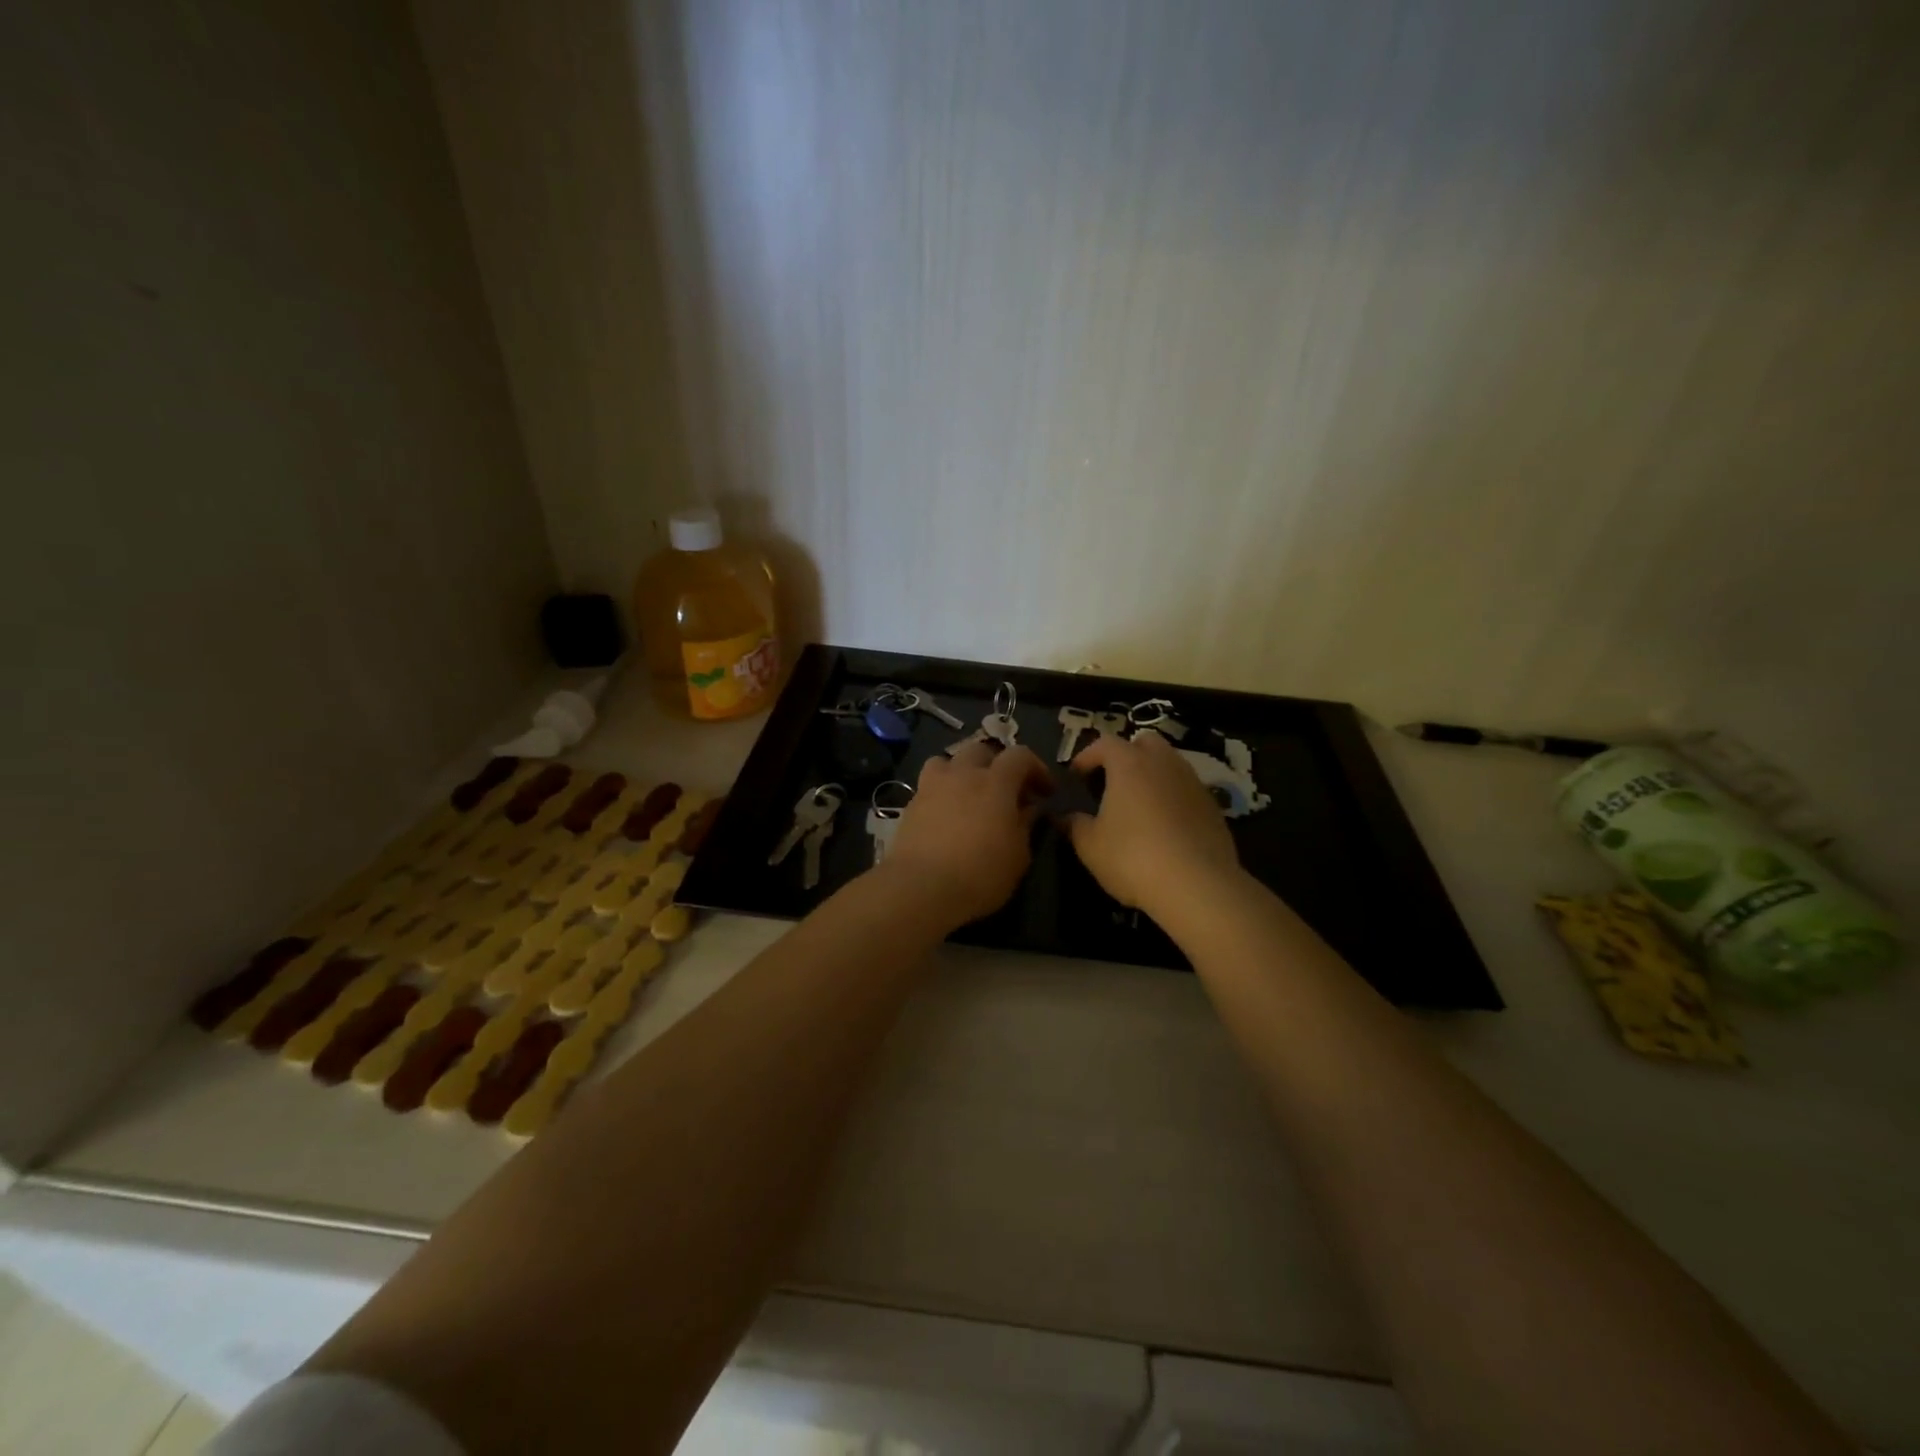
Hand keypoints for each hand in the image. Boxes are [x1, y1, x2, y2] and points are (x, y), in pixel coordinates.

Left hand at [882, 742, 1053, 925]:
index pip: (1020, 756)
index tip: (1045, 792)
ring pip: (948, 761)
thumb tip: (1029, 809)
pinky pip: (929, 786)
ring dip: (962, 771)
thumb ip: (1025, 825)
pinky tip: (946, 816)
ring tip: (969, 795)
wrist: (921, 888)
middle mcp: (962, 774)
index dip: (1036, 768)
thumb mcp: (1018, 856)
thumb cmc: (980, 874)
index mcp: (995, 782)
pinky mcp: (910, 804)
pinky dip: (942, 793)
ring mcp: (932, 786)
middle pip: (981, 751)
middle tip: (1006, 791)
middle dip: (997, 765)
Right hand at [1065, 731, 1241, 916]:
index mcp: (1129, 764)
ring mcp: (1193, 783)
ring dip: (1152, 775)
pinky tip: (1165, 826)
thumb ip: (1075, 825)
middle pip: (1145, 743)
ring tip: (1138, 804)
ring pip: (1170, 764)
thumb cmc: (1132, 858)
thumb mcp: (1090, 846)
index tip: (1076, 776)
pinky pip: (1187, 790)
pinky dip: (1173, 797)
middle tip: (1112, 781)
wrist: (1197, 886)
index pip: (1104, 743)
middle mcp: (1164, 763)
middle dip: (1127, 755)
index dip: (1087, 756)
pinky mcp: (1213, 806)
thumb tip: (1066, 817)